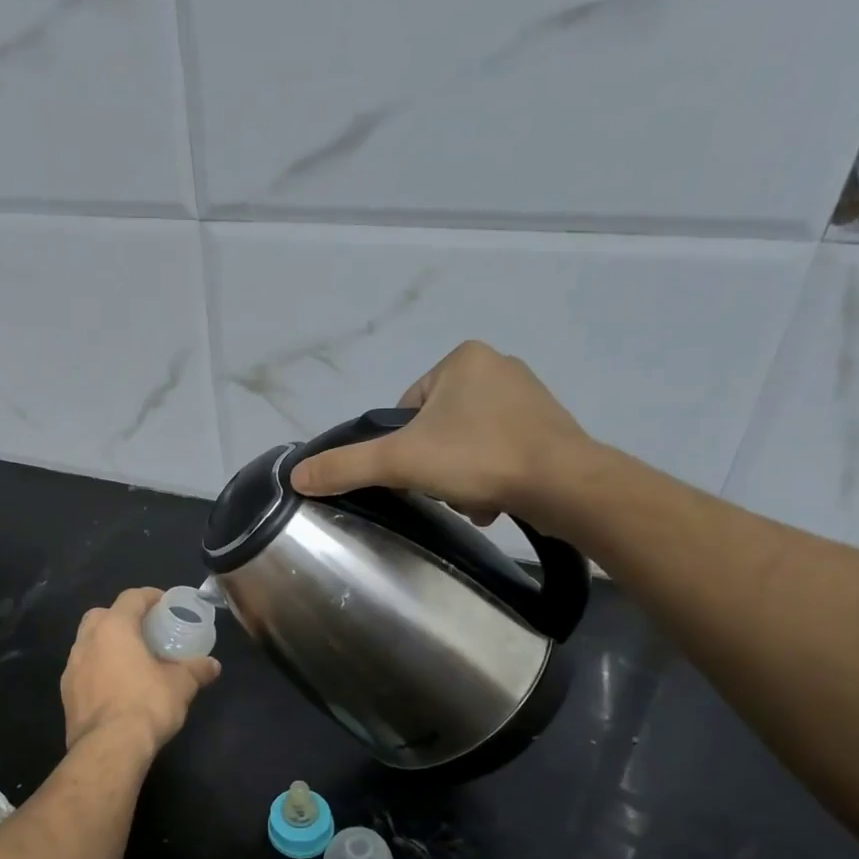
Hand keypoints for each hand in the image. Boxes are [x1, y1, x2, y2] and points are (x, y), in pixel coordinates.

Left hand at [62, 588, 220, 754]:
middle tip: (144, 631)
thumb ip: (196, 670)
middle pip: (102, 615)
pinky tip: (115, 686)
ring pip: (88, 643)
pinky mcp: (66, 693)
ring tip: (130, 660)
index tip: (165, 604)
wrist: (109, 748)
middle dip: (121, 617)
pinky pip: (83, 670)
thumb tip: (213, 665)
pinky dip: (98, 669)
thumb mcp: (181, 685)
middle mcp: (87, 641)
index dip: (150, 596)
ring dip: (107, 645)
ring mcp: (71, 667)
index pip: (131, 598)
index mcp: (113, 627)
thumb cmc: (147, 704)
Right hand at [289, 340, 596, 533]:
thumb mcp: (400, 462)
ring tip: (473, 497)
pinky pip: (499, 452)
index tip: (416, 472)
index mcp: (462, 359)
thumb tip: (295, 476)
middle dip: (435, 465)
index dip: (403, 447)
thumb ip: (346, 466)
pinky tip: (495, 499)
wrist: (563, 484)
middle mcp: (498, 367)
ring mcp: (528, 397)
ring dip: (461, 476)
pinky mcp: (549, 427)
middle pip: (436, 429)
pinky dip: (490, 477)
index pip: (407, 409)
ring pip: (467, 444)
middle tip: (444, 488)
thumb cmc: (478, 457)